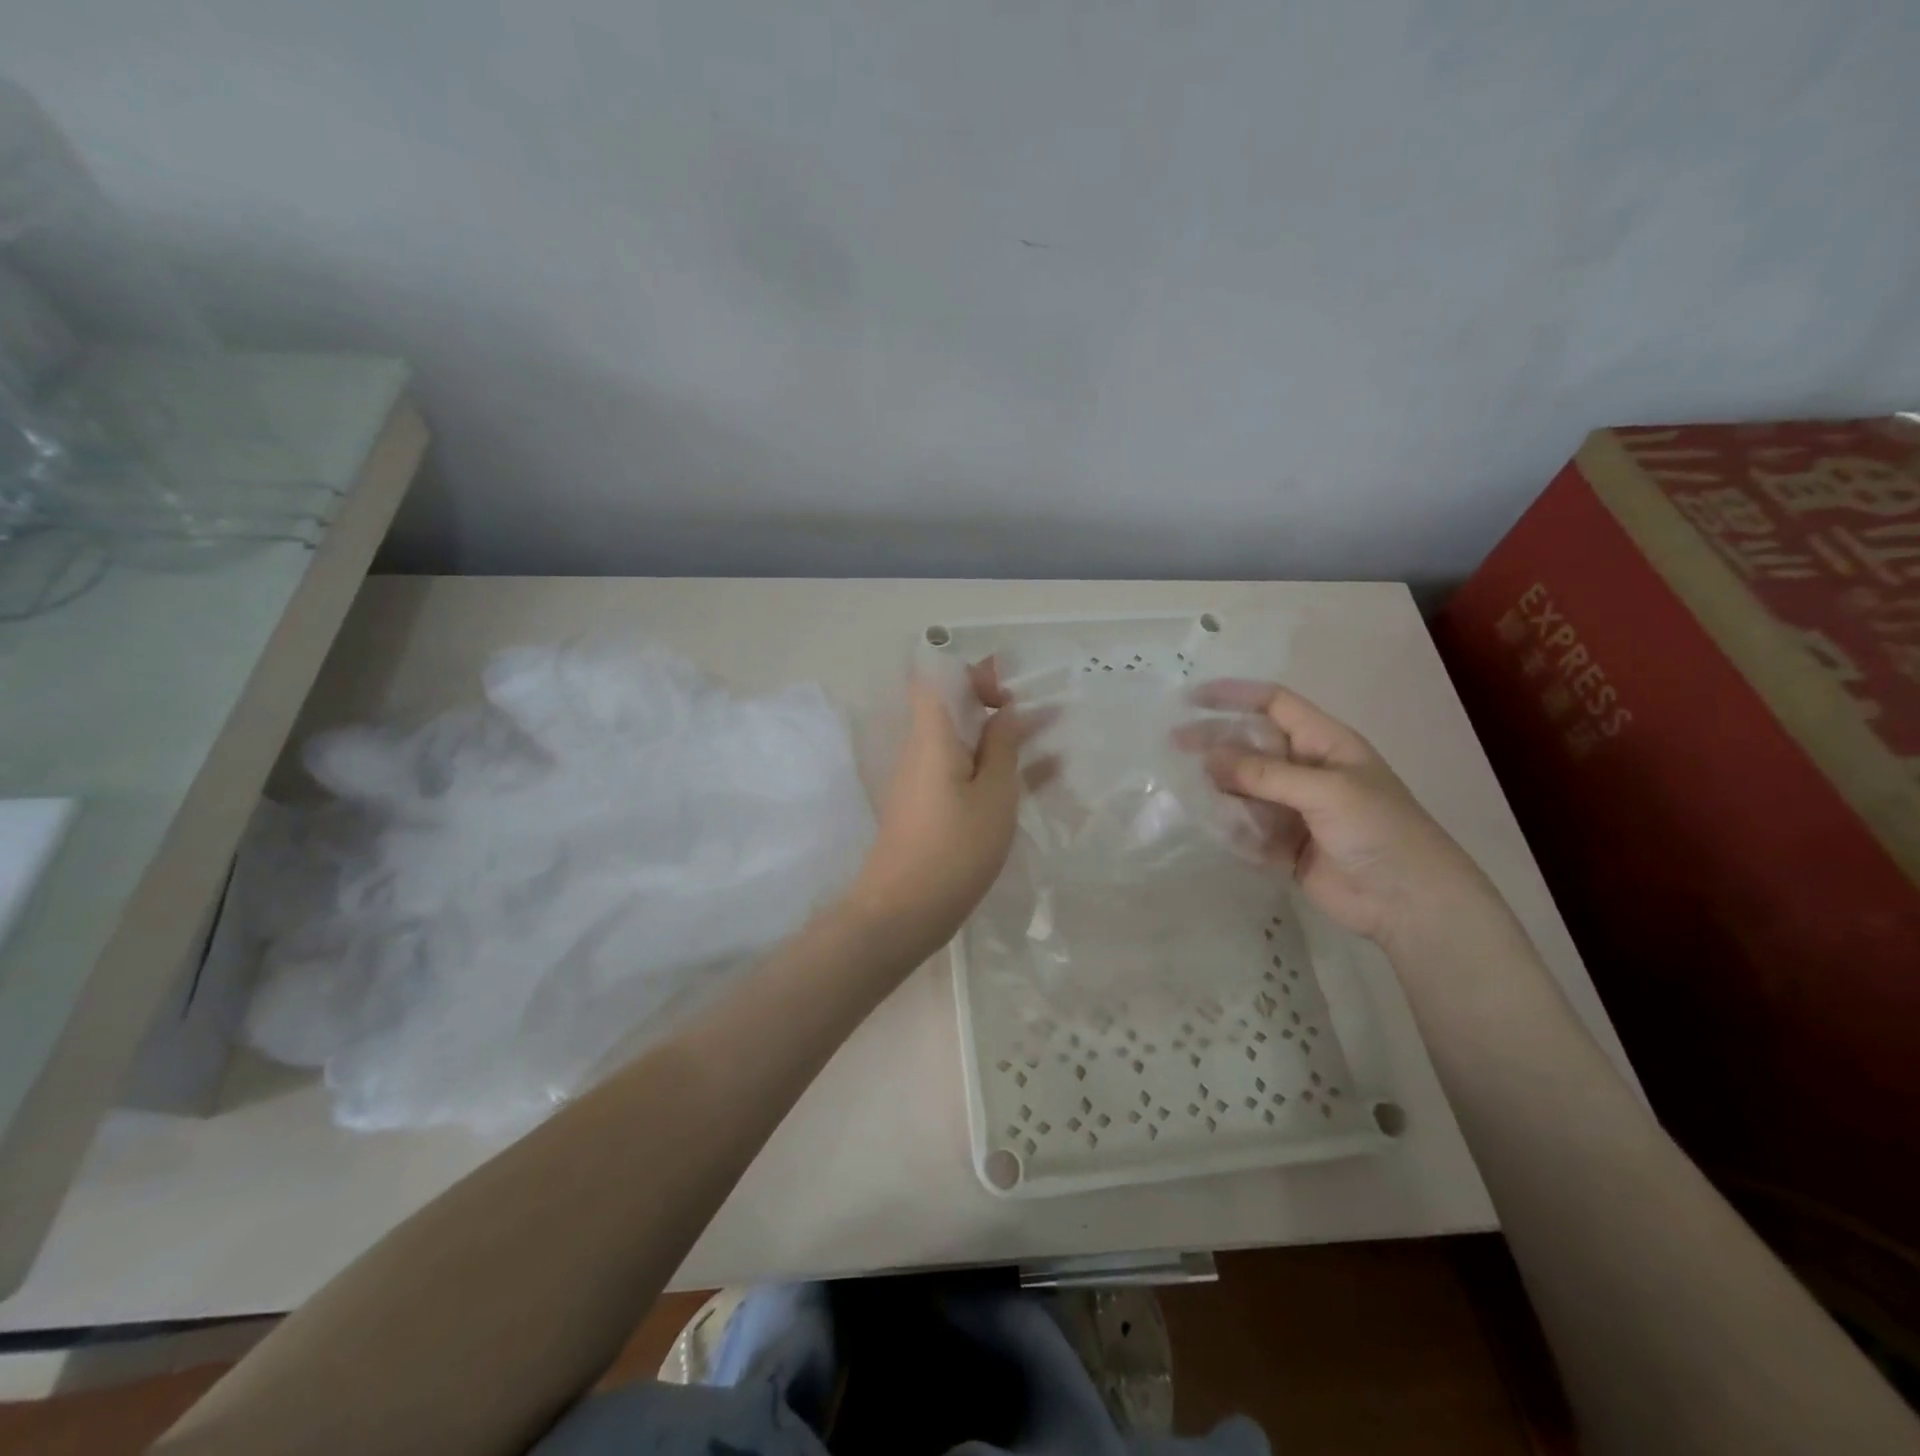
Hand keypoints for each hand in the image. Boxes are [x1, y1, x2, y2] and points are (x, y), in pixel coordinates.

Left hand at [846, 661, 1054, 956]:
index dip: (972, 674)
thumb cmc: (954, 849)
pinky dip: (997, 769)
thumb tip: (1007, 713)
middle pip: (954, 710)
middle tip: (1045, 714)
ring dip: (1005, 738)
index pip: (936, 679)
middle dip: (998, 705)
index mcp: (931, 736)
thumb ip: (1003, 747)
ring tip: (1054, 737)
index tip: (1008, 692)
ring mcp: (925, 781)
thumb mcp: (994, 795)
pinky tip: (1041, 777)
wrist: (902, 912)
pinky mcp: (931, 808)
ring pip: (966, 744)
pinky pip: (966, 774)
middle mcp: (923, 751)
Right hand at [1178, 681, 1493, 949]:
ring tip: (1185, 789)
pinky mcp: (1283, 845)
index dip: (1235, 696)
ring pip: (1243, 788)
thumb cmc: (1379, 830)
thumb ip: (1264, 774)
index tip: (1191, 699)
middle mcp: (1305, 770)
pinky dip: (1227, 826)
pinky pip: (1245, 827)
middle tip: (1173, 745)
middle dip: (1214, 742)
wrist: (1409, 902)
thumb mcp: (1325, 790)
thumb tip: (1208, 759)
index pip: (1274, 704)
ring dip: (1217, 787)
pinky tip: (1207, 825)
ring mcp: (1293, 809)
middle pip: (1251, 745)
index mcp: (1324, 744)